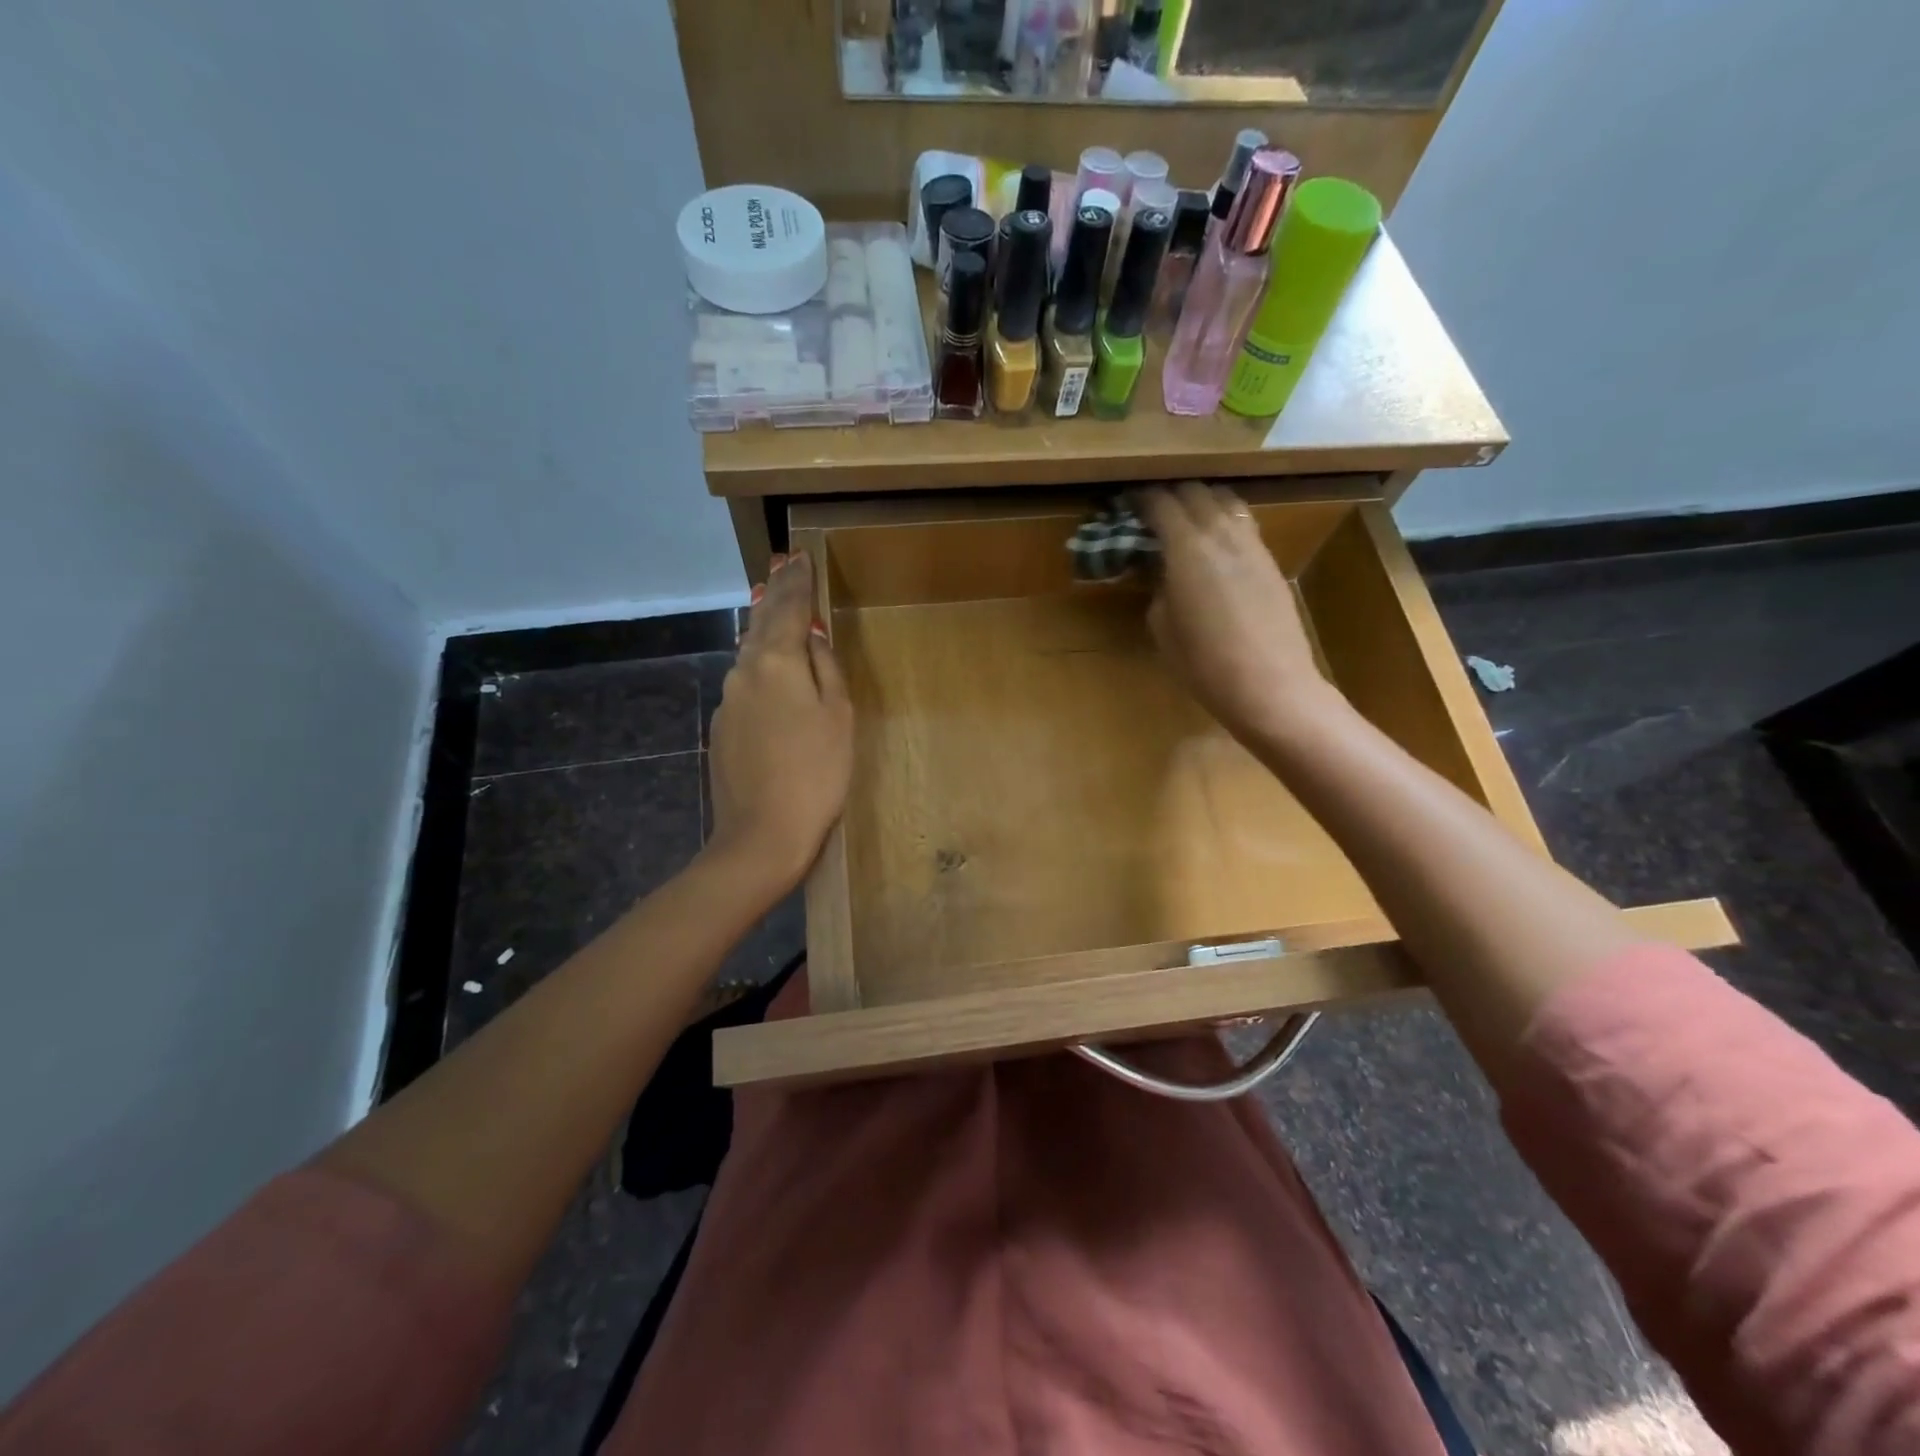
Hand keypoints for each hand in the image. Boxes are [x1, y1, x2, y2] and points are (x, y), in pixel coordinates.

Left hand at [705, 551, 853, 899]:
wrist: (761, 834)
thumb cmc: (816, 773)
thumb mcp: (838, 716)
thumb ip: (826, 668)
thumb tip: (813, 637)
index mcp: (777, 662)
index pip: (789, 608)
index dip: (798, 582)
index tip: (801, 555)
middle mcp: (744, 671)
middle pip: (762, 623)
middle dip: (776, 593)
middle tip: (783, 565)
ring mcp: (728, 700)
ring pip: (750, 652)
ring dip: (764, 625)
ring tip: (774, 603)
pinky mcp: (722, 727)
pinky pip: (745, 682)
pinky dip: (759, 664)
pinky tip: (768, 666)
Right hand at [1139, 482, 1339, 743]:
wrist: (1270, 685)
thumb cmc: (1203, 664)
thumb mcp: (1162, 627)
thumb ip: (1158, 588)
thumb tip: (1163, 571)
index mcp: (1186, 547)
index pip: (1160, 503)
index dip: (1140, 498)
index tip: (1126, 502)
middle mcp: (1220, 533)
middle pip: (1194, 491)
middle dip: (1170, 494)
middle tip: (1152, 511)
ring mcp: (1251, 543)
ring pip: (1225, 501)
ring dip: (1201, 502)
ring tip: (1185, 521)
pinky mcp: (1270, 560)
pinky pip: (1243, 523)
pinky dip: (1224, 521)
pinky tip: (1215, 544)